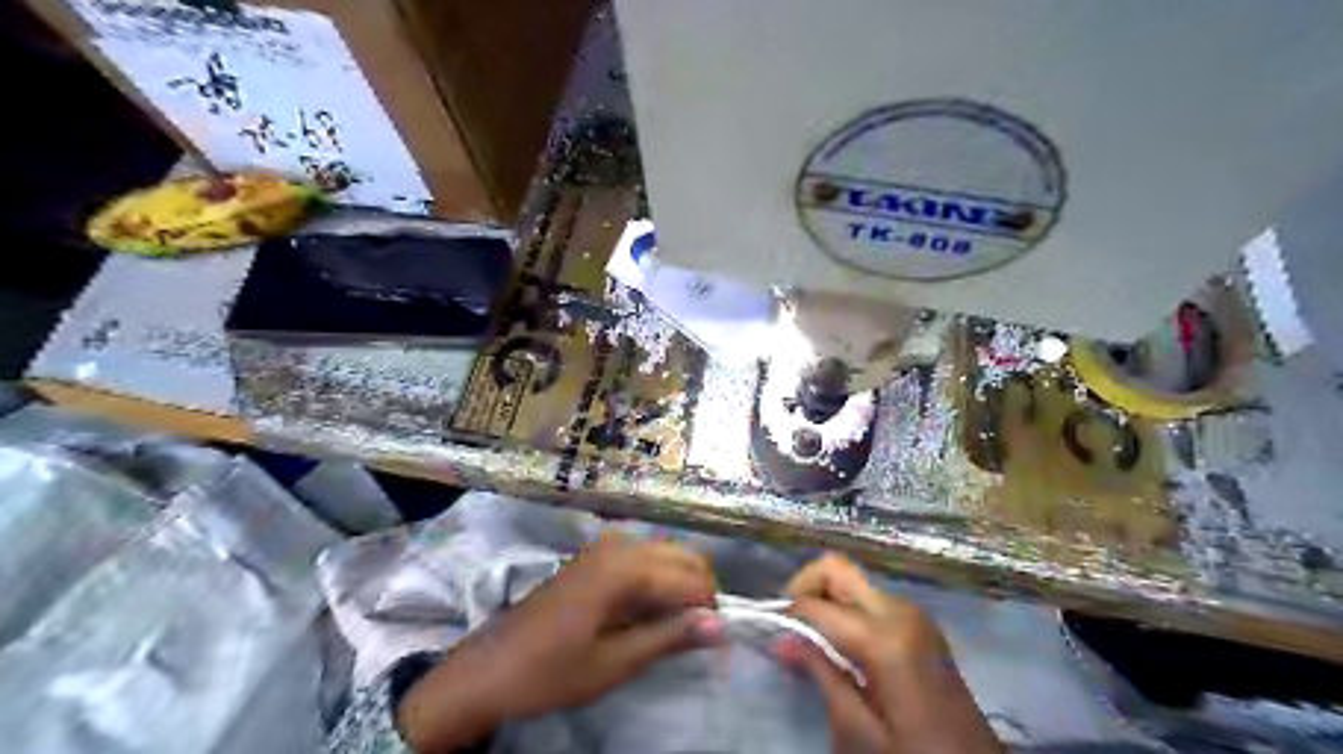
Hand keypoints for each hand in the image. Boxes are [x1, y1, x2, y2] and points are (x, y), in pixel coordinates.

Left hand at [395, 534, 722, 750]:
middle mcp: (619, 545)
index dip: (710, 609)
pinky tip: (649, 610)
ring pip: (665, 553)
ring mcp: (604, 547)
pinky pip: (643, 557)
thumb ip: (669, 638)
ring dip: (680, 583)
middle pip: (683, 556)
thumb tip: (721, 625)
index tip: (717, 643)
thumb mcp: (614, 663)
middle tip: (698, 634)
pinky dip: (659, 579)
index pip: (690, 579)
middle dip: (700, 590)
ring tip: (677, 626)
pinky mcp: (595, 556)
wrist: (489, 668)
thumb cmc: (550, 671)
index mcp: (624, 569)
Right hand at [776, 551, 995, 752]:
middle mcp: (898, 609)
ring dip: (825, 599)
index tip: (770, 632)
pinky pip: (870, 598)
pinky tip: (841, 644)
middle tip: (788, 624)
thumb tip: (781, 639)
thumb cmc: (914, 752)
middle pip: (835, 568)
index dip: (786, 614)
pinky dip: (846, 609)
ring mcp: (912, 611)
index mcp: (884, 637)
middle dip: (804, 586)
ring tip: (812, 640)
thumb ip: (820, 675)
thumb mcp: (859, 728)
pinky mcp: (919, 620)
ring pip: (852, 580)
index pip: (816, 604)